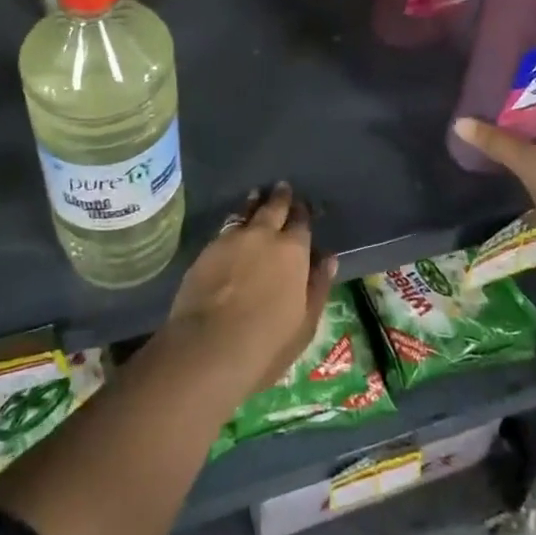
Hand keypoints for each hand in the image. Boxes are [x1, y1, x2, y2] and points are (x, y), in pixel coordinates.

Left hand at [160, 182, 337, 403]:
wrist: (208, 347)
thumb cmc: (266, 343)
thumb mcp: (305, 323)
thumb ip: (318, 285)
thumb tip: (328, 257)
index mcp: (293, 251)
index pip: (301, 222)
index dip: (303, 212)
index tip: (303, 207)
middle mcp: (263, 235)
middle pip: (273, 207)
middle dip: (280, 197)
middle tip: (282, 187)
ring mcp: (232, 239)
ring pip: (246, 211)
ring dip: (254, 203)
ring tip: (256, 196)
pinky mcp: (207, 249)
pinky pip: (226, 227)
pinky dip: (234, 222)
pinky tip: (233, 227)